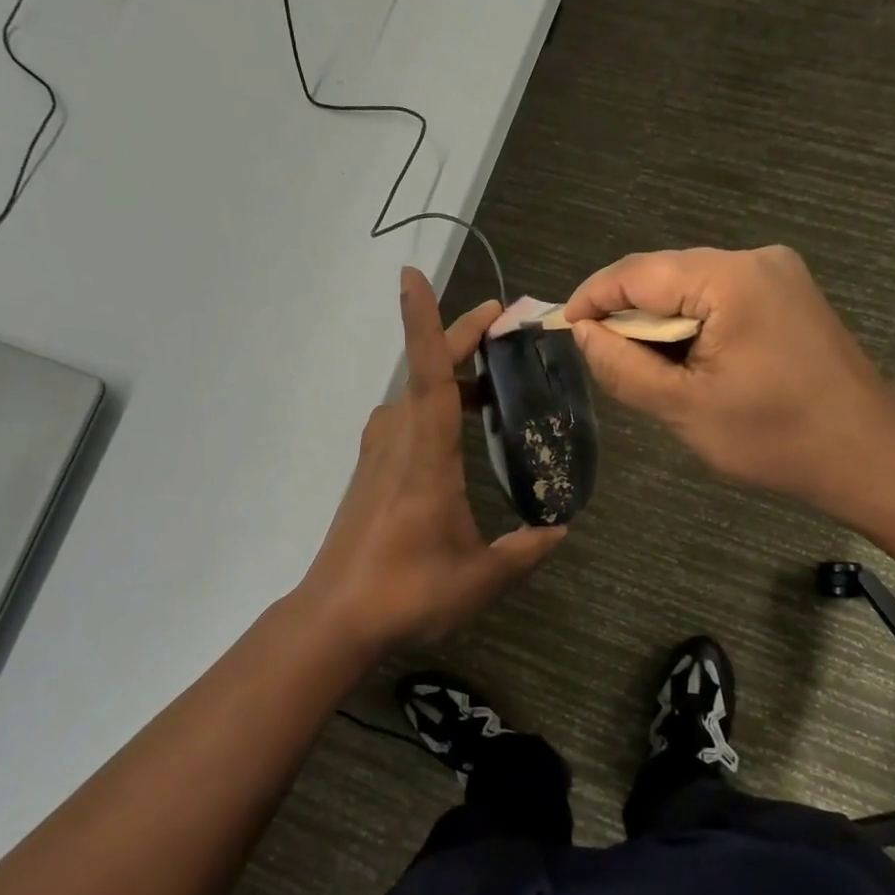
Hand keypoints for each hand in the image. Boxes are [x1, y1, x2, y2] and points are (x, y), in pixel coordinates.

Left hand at [297, 268, 565, 657]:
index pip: (427, 374)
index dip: (424, 322)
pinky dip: (435, 405)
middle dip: (461, 338)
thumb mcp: (480, 577)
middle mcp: (397, 441)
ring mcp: (379, 455)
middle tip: (501, 320)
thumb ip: (524, 551)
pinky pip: (407, 420)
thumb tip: (559, 529)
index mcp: (425, 455)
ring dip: (450, 375)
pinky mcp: (372, 473)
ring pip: (415, 396)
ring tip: (493, 378)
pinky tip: (460, 428)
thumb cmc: (407, 591)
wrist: (335, 619)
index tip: (411, 275)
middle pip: (427, 373)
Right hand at [564, 246, 894, 522]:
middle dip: (628, 313)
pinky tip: (689, 361)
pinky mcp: (788, 294)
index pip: (637, 272)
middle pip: (664, 273)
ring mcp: (778, 273)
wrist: (869, 457)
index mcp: (731, 279)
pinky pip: (719, 296)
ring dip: (660, 320)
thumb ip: (624, 366)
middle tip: (604, 358)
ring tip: (646, 367)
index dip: (593, 298)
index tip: (563, 328)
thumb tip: (584, 332)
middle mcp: (756, 259)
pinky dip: (692, 323)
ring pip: (690, 285)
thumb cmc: (774, 439)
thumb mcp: (684, 408)